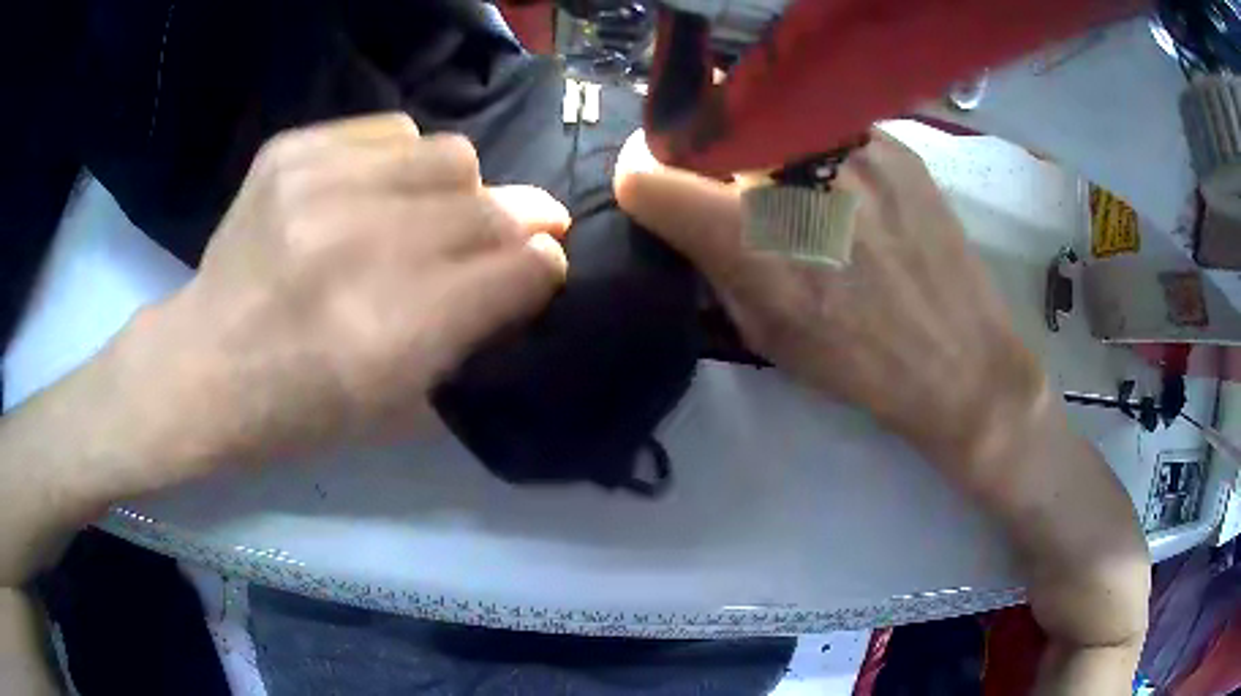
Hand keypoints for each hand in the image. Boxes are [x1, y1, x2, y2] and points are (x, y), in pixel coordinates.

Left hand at [143, 113, 570, 467]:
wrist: (204, 366)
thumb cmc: (302, 409)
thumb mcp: (401, 404)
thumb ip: (476, 330)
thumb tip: (533, 260)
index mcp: (396, 332)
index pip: (521, 268)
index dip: (542, 267)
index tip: (537, 270)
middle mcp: (364, 246)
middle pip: (491, 206)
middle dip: (508, 229)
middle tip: (483, 246)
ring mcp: (321, 185)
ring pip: (452, 154)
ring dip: (455, 190)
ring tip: (421, 216)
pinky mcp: (291, 151)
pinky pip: (393, 130)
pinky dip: (400, 162)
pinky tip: (371, 195)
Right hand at [614, 130, 1050, 478]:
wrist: (962, 360)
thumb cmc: (860, 363)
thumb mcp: (765, 333)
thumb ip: (714, 265)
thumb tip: (688, 219)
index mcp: (751, 237)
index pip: (647, 172)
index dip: (644, 182)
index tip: (658, 194)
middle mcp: (792, 173)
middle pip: (706, 134)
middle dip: (701, 164)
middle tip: (728, 195)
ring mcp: (848, 146)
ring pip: (766, 123)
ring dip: (761, 154)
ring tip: (795, 193)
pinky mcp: (892, 142)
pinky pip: (823, 131)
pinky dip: (815, 154)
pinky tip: (846, 191)